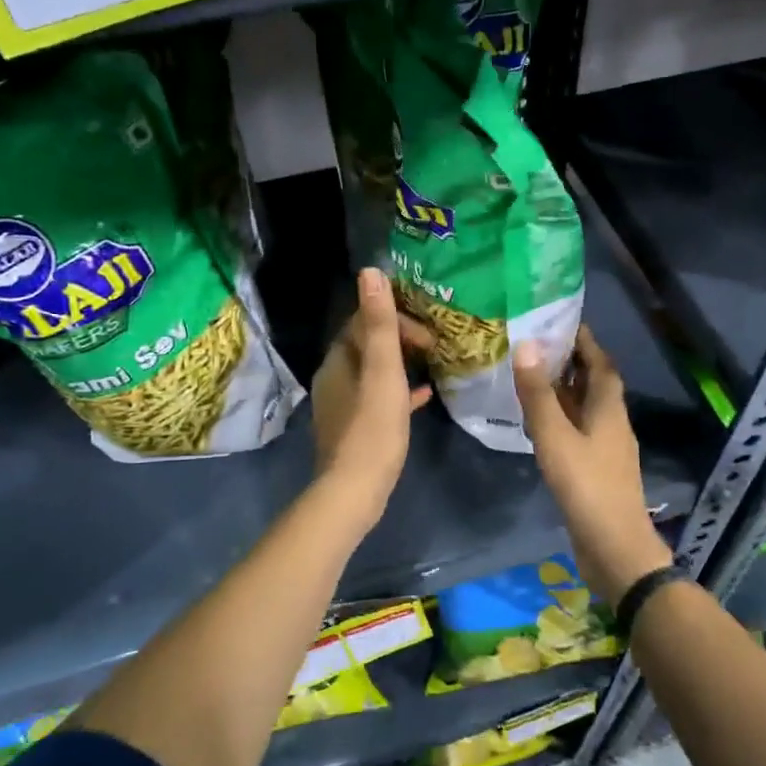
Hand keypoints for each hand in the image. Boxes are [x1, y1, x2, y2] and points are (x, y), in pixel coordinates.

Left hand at [311, 268, 433, 518]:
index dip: (396, 320)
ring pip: (373, 372)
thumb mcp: (383, 373)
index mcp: (338, 361)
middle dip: (399, 339)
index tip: (426, 335)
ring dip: (400, 364)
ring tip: (431, 365)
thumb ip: (379, 325)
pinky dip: (399, 392)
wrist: (354, 491)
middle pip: (367, 345)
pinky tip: (424, 397)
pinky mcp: (353, 428)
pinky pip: (377, 399)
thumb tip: (370, 273)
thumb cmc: (373, 429)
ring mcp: (342, 405)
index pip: (363, 322)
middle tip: (432, 347)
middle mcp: (334, 378)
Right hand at [515, 327, 672, 604]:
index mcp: (609, 408)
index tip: (561, 322)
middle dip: (571, 363)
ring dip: (564, 391)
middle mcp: (612, 422)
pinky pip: (578, 431)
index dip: (585, 341)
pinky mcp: (597, 470)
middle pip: (594, 383)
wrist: (614, 548)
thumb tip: (526, 345)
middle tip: (538, 346)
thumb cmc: (587, 486)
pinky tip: (539, 424)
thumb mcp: (555, 436)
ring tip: (533, 378)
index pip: (600, 363)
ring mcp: (606, 448)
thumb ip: (539, 393)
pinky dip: (561, 419)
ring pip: (585, 409)